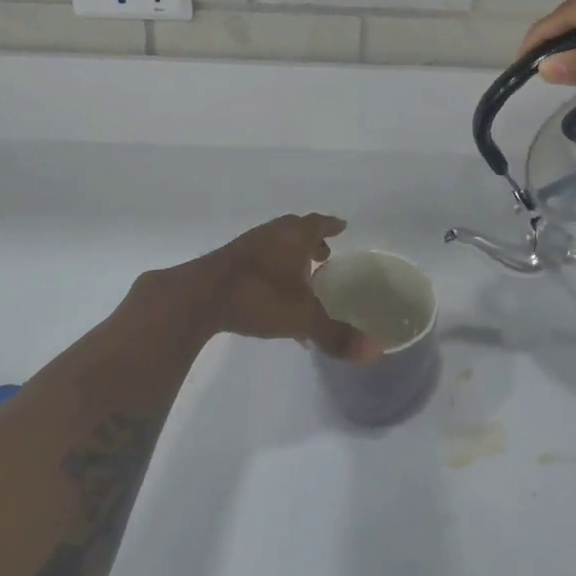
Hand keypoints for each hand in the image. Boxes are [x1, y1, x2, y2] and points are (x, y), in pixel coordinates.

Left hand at [189, 214, 382, 361]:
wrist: (199, 296)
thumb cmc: (258, 296)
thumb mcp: (302, 318)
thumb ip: (335, 335)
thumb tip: (375, 353)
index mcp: (294, 237)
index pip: (318, 223)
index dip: (331, 225)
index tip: (342, 226)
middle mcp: (272, 234)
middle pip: (296, 228)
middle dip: (311, 239)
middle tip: (324, 252)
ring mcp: (247, 246)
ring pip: (274, 242)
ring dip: (289, 253)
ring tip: (299, 274)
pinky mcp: (227, 262)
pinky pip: (257, 257)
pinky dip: (270, 267)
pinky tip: (269, 293)